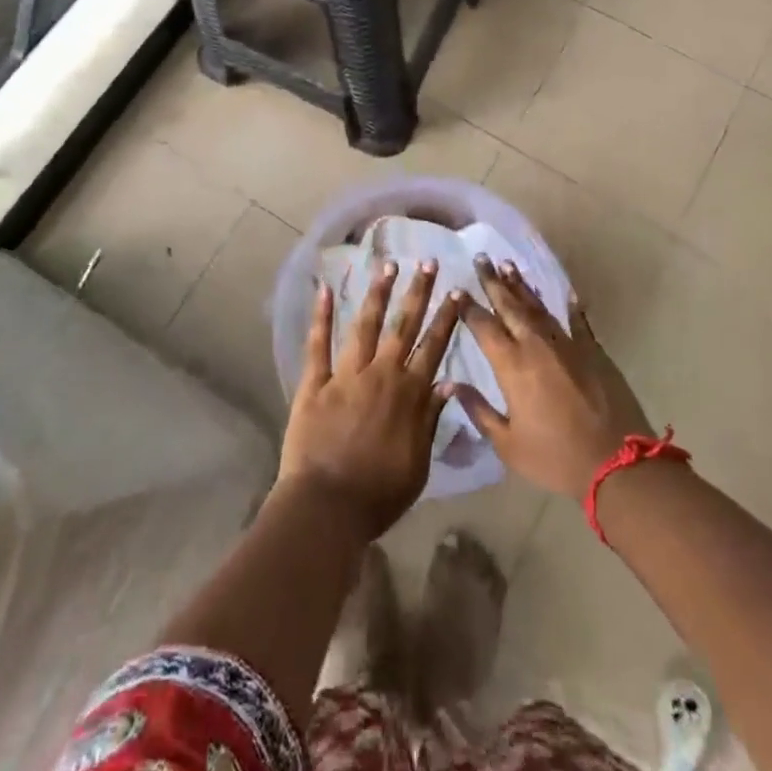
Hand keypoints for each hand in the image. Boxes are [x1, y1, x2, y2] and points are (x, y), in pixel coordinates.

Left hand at [278, 259, 466, 541]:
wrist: (326, 507)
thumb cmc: (378, 495)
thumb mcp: (418, 464)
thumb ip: (431, 420)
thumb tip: (447, 383)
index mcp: (408, 394)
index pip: (433, 347)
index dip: (446, 318)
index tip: (456, 292)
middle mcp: (381, 374)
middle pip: (403, 326)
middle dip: (418, 292)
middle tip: (428, 262)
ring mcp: (346, 374)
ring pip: (366, 325)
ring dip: (378, 293)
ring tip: (388, 265)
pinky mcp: (315, 383)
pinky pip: (318, 344)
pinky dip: (322, 316)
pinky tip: (325, 289)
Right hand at [454, 258, 653, 498]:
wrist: (617, 462)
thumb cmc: (556, 457)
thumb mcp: (509, 444)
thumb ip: (479, 411)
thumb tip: (453, 384)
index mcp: (512, 365)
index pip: (484, 326)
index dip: (468, 307)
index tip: (457, 290)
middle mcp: (536, 345)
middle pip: (510, 305)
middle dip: (493, 281)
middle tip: (481, 258)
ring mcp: (567, 343)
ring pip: (538, 307)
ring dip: (522, 286)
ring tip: (508, 265)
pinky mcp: (593, 350)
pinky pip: (578, 322)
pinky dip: (571, 307)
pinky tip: (567, 294)